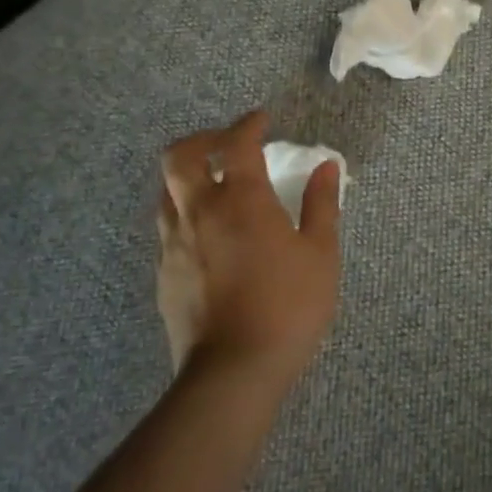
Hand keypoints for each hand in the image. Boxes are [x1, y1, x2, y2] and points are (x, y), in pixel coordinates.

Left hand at [156, 111, 340, 381]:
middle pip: (179, 156)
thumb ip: (321, 205)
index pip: (236, 144)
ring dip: (188, 177)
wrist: (233, 371)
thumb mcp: (320, 254)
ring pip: (166, 191)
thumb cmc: (288, 306)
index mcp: (241, 200)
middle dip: (202, 139)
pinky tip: (209, 234)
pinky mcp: (164, 273)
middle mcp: (199, 212)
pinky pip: (168, 227)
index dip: (248, 124)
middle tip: (227, 144)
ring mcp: (175, 244)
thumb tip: (326, 166)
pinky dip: (185, 213)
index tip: (261, 119)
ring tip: (214, 186)